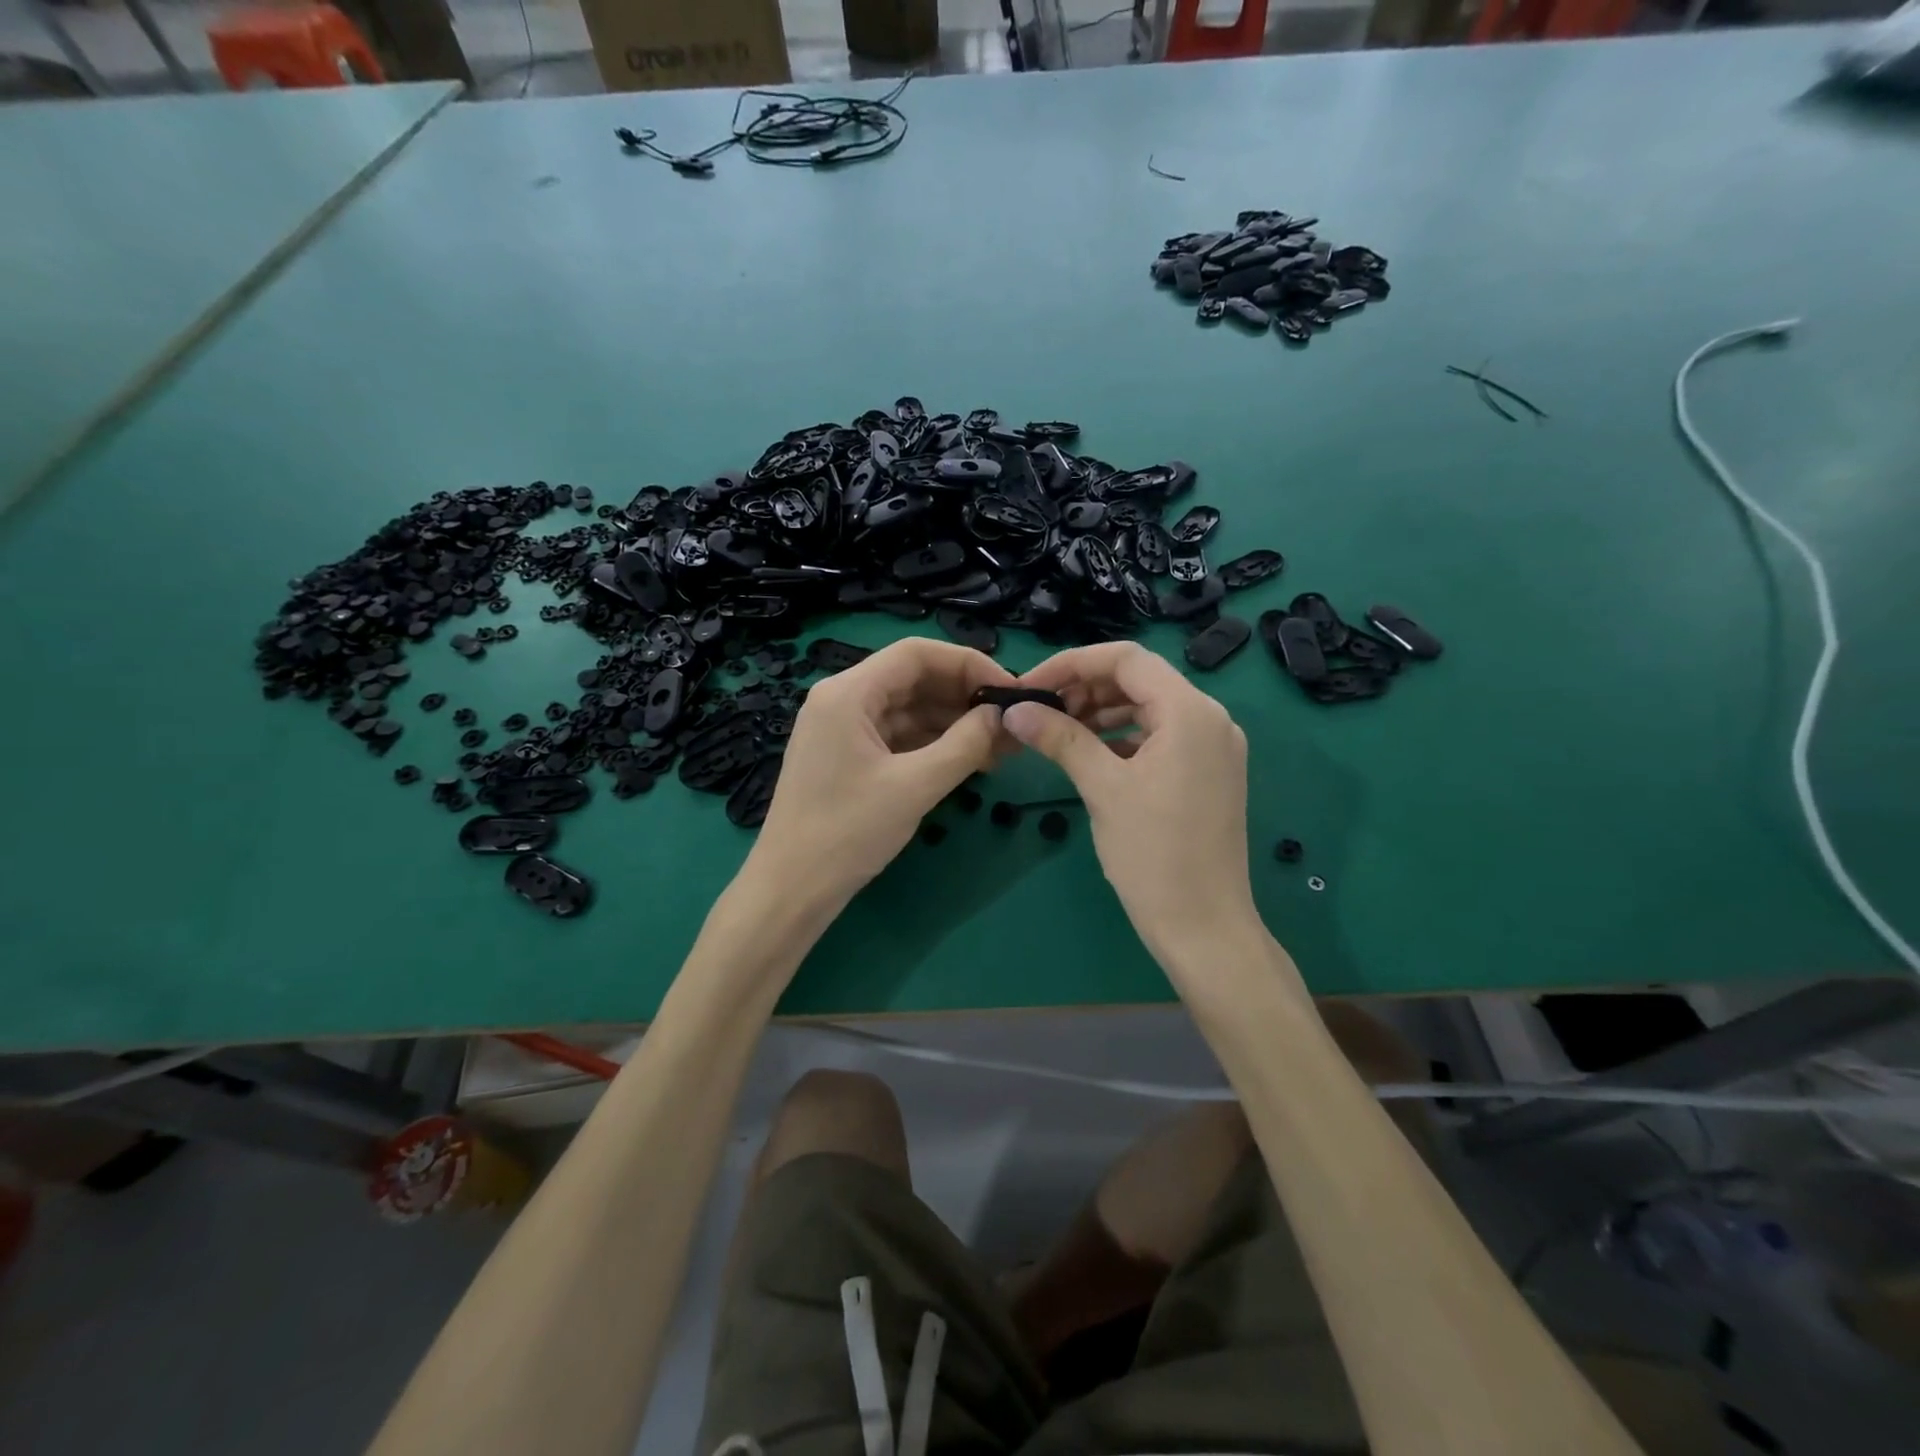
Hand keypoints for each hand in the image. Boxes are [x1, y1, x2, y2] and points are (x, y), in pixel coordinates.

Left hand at [746, 637, 1013, 910]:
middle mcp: (843, 700)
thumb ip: (965, 745)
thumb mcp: (915, 786)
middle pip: (914, 678)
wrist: (791, 891)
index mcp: (848, 693)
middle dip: (964, 696)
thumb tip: (1003, 715)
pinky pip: (898, 736)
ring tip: (1000, 746)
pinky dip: (933, 744)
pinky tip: (969, 759)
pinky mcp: (848, 757)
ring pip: (909, 709)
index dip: (968, 664)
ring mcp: (843, 729)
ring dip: (953, 723)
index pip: (917, 653)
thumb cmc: (847, 833)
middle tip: (1010, 722)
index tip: (1009, 690)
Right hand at [1003, 643, 1257, 962]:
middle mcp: (1210, 718)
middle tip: (1040, 712)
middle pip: (1139, 679)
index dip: (1072, 663)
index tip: (1030, 686)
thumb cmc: (1153, 855)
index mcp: (1190, 711)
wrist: (1204, 927)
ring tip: (1058, 732)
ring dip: (1101, 712)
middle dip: (1085, 688)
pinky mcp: (1209, 772)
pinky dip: (1123, 737)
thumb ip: (1060, 738)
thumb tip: (1015, 709)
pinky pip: (1161, 736)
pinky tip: (1092, 755)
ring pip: (1148, 707)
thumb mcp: (1102, 788)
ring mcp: (1213, 746)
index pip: (1126, 658)